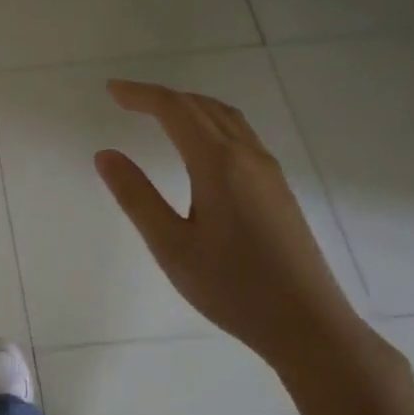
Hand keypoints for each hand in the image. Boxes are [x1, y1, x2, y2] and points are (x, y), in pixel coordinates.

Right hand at [95, 79, 363, 373]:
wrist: (308, 324)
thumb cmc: (231, 287)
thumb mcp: (171, 245)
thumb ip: (136, 196)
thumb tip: (105, 154)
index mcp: (219, 164)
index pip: (175, 110)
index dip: (141, 94)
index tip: (110, 90)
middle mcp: (248, 157)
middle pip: (203, 107)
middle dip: (162, 97)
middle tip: (126, 99)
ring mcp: (269, 172)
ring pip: (227, 119)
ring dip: (189, 107)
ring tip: (158, 114)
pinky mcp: (278, 190)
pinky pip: (241, 136)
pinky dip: (210, 124)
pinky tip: (200, 147)